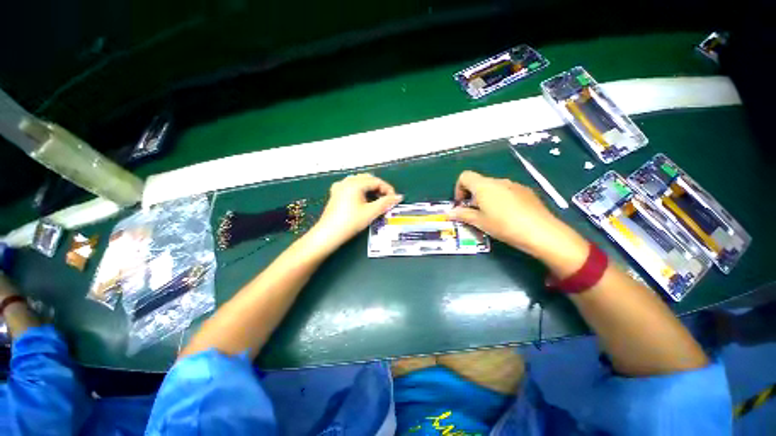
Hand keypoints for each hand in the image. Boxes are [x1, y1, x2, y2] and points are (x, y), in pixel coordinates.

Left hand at [309, 174, 402, 251]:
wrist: (329, 233)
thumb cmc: (350, 222)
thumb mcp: (371, 212)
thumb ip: (386, 203)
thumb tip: (398, 197)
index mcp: (355, 183)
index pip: (376, 181)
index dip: (388, 189)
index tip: (394, 199)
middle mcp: (346, 181)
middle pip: (368, 179)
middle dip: (379, 188)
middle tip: (386, 200)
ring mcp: (339, 186)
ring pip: (359, 182)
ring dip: (370, 188)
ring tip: (376, 200)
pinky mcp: (335, 193)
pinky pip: (351, 186)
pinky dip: (360, 190)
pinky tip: (362, 199)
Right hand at [449, 171, 585, 263]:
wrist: (541, 231)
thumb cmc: (504, 225)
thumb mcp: (480, 222)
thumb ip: (463, 215)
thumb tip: (450, 213)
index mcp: (483, 186)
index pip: (464, 176)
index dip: (459, 188)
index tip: (461, 204)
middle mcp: (498, 181)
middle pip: (479, 182)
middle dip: (472, 196)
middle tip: (475, 213)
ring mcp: (514, 185)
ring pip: (493, 187)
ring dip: (486, 198)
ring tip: (491, 216)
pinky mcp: (526, 191)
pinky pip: (507, 191)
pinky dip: (500, 199)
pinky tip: (508, 215)